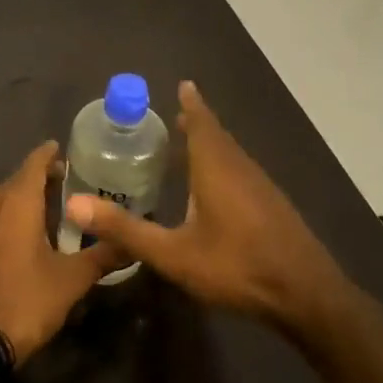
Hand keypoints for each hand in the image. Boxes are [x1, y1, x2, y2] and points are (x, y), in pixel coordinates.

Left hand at [0, 141, 125, 364]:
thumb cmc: (25, 301)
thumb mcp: (71, 280)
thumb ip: (103, 256)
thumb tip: (133, 243)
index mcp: (16, 201)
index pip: (34, 162)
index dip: (50, 154)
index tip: (66, 151)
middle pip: (18, 179)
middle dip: (41, 177)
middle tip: (69, 183)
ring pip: (3, 200)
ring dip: (25, 198)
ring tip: (51, 209)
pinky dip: (10, 217)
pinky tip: (25, 237)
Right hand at [65, 82, 360, 344]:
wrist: (308, 297)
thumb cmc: (237, 267)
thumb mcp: (173, 254)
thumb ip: (126, 229)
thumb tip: (75, 204)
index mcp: (216, 168)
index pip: (202, 123)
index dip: (192, 104)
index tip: (184, 84)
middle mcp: (240, 168)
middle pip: (217, 135)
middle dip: (198, 122)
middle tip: (177, 114)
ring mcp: (262, 187)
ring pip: (232, 154)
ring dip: (212, 143)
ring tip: (192, 142)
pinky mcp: (273, 207)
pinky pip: (241, 170)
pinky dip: (224, 163)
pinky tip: (217, 186)